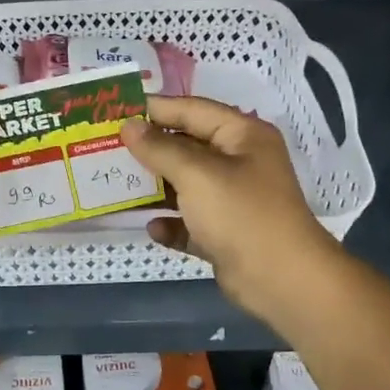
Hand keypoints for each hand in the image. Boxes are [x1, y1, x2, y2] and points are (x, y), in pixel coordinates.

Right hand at [121, 96, 335, 321]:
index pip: (192, 110)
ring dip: (156, 187)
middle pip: (187, 146)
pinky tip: (153, 228)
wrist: (281, 280)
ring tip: (117, 185)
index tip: (115, 110)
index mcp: (242, 136)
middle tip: (108, 147)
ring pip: (186, 185)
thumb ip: (159, 148)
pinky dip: (172, 224)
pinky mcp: (226, 234)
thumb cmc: (240, 213)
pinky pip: (191, 222)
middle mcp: (240, 162)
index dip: (155, 109)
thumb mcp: (196, 173)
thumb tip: (128, 126)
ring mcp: (233, 200)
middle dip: (150, 149)